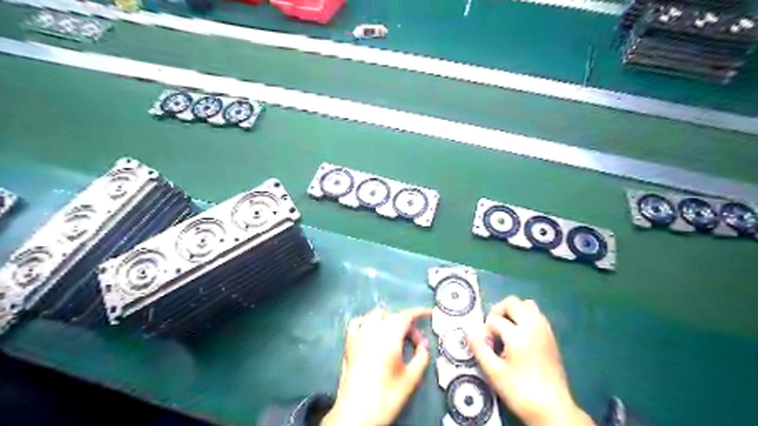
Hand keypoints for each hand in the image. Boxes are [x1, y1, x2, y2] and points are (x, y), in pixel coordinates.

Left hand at [322, 309, 432, 424]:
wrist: (355, 415)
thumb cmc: (386, 398)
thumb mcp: (411, 379)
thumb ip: (421, 357)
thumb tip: (423, 344)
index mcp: (388, 339)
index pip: (405, 316)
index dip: (418, 312)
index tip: (428, 313)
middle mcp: (372, 332)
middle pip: (391, 315)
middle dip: (405, 322)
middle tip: (414, 340)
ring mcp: (358, 336)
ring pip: (374, 315)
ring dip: (388, 319)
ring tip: (396, 335)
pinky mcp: (348, 344)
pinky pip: (357, 322)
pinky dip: (367, 321)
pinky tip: (372, 331)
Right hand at [466, 296, 594, 424]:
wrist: (553, 410)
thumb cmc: (520, 392)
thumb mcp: (494, 373)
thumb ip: (479, 349)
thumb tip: (469, 332)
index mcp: (519, 334)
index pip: (495, 320)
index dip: (485, 331)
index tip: (485, 347)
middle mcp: (533, 326)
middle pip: (512, 302)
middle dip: (498, 312)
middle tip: (492, 330)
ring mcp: (545, 330)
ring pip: (527, 305)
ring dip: (513, 312)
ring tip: (505, 330)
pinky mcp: (551, 337)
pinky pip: (537, 315)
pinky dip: (525, 318)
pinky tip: (519, 336)